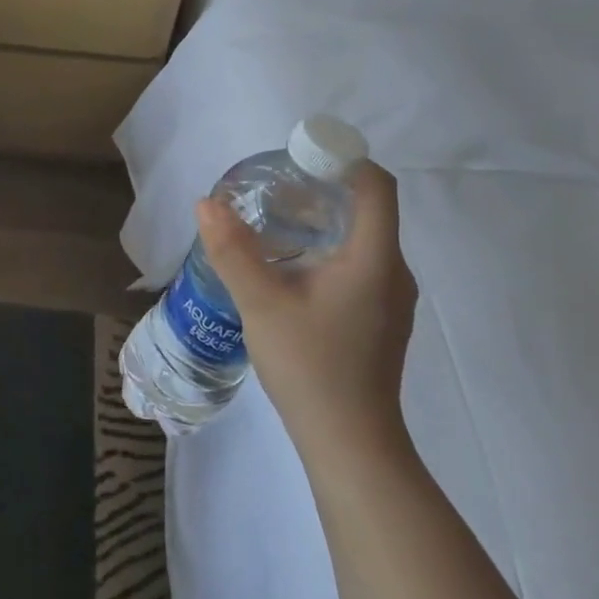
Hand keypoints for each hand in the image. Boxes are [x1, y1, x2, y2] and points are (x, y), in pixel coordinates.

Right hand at [195, 160, 417, 461]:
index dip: (341, 159)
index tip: (295, 157)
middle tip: (269, 189)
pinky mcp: (377, 317)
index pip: (376, 186)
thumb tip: (206, 202)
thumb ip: (232, 250)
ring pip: (359, 238)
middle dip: (319, 189)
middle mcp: (392, 271)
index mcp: (374, 259)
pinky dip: (324, 249)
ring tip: (270, 221)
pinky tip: (286, 266)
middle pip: (366, 208)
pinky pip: (356, 264)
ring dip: (319, 220)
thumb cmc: (310, 366)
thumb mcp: (261, 303)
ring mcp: (389, 298)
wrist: (349, 442)